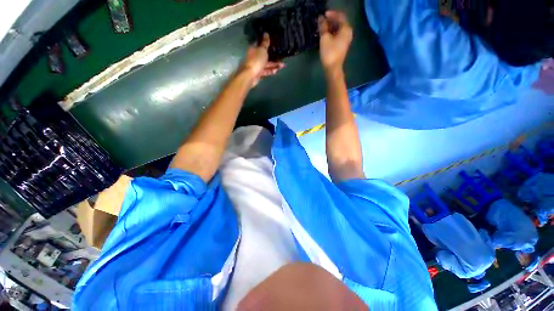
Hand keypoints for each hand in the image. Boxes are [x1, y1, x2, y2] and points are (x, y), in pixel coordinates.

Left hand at [240, 33, 284, 86]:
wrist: (250, 76)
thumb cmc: (256, 60)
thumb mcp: (262, 49)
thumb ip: (265, 43)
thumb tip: (266, 33)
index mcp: (254, 49)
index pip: (260, 44)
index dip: (267, 43)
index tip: (274, 43)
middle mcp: (255, 57)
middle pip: (265, 56)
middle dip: (273, 57)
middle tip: (281, 57)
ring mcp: (256, 66)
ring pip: (266, 64)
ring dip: (274, 65)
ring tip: (282, 66)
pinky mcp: (258, 73)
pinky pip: (266, 71)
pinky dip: (270, 71)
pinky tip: (276, 71)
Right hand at [319, 11, 352, 73]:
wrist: (332, 69)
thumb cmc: (329, 53)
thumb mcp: (325, 39)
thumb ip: (323, 27)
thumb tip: (321, 18)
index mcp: (346, 29)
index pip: (340, 16)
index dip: (331, 14)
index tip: (323, 15)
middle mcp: (348, 33)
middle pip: (340, 22)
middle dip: (330, 21)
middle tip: (321, 21)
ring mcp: (345, 40)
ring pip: (338, 29)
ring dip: (330, 27)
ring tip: (322, 28)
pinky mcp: (342, 46)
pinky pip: (337, 35)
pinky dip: (332, 33)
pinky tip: (325, 35)